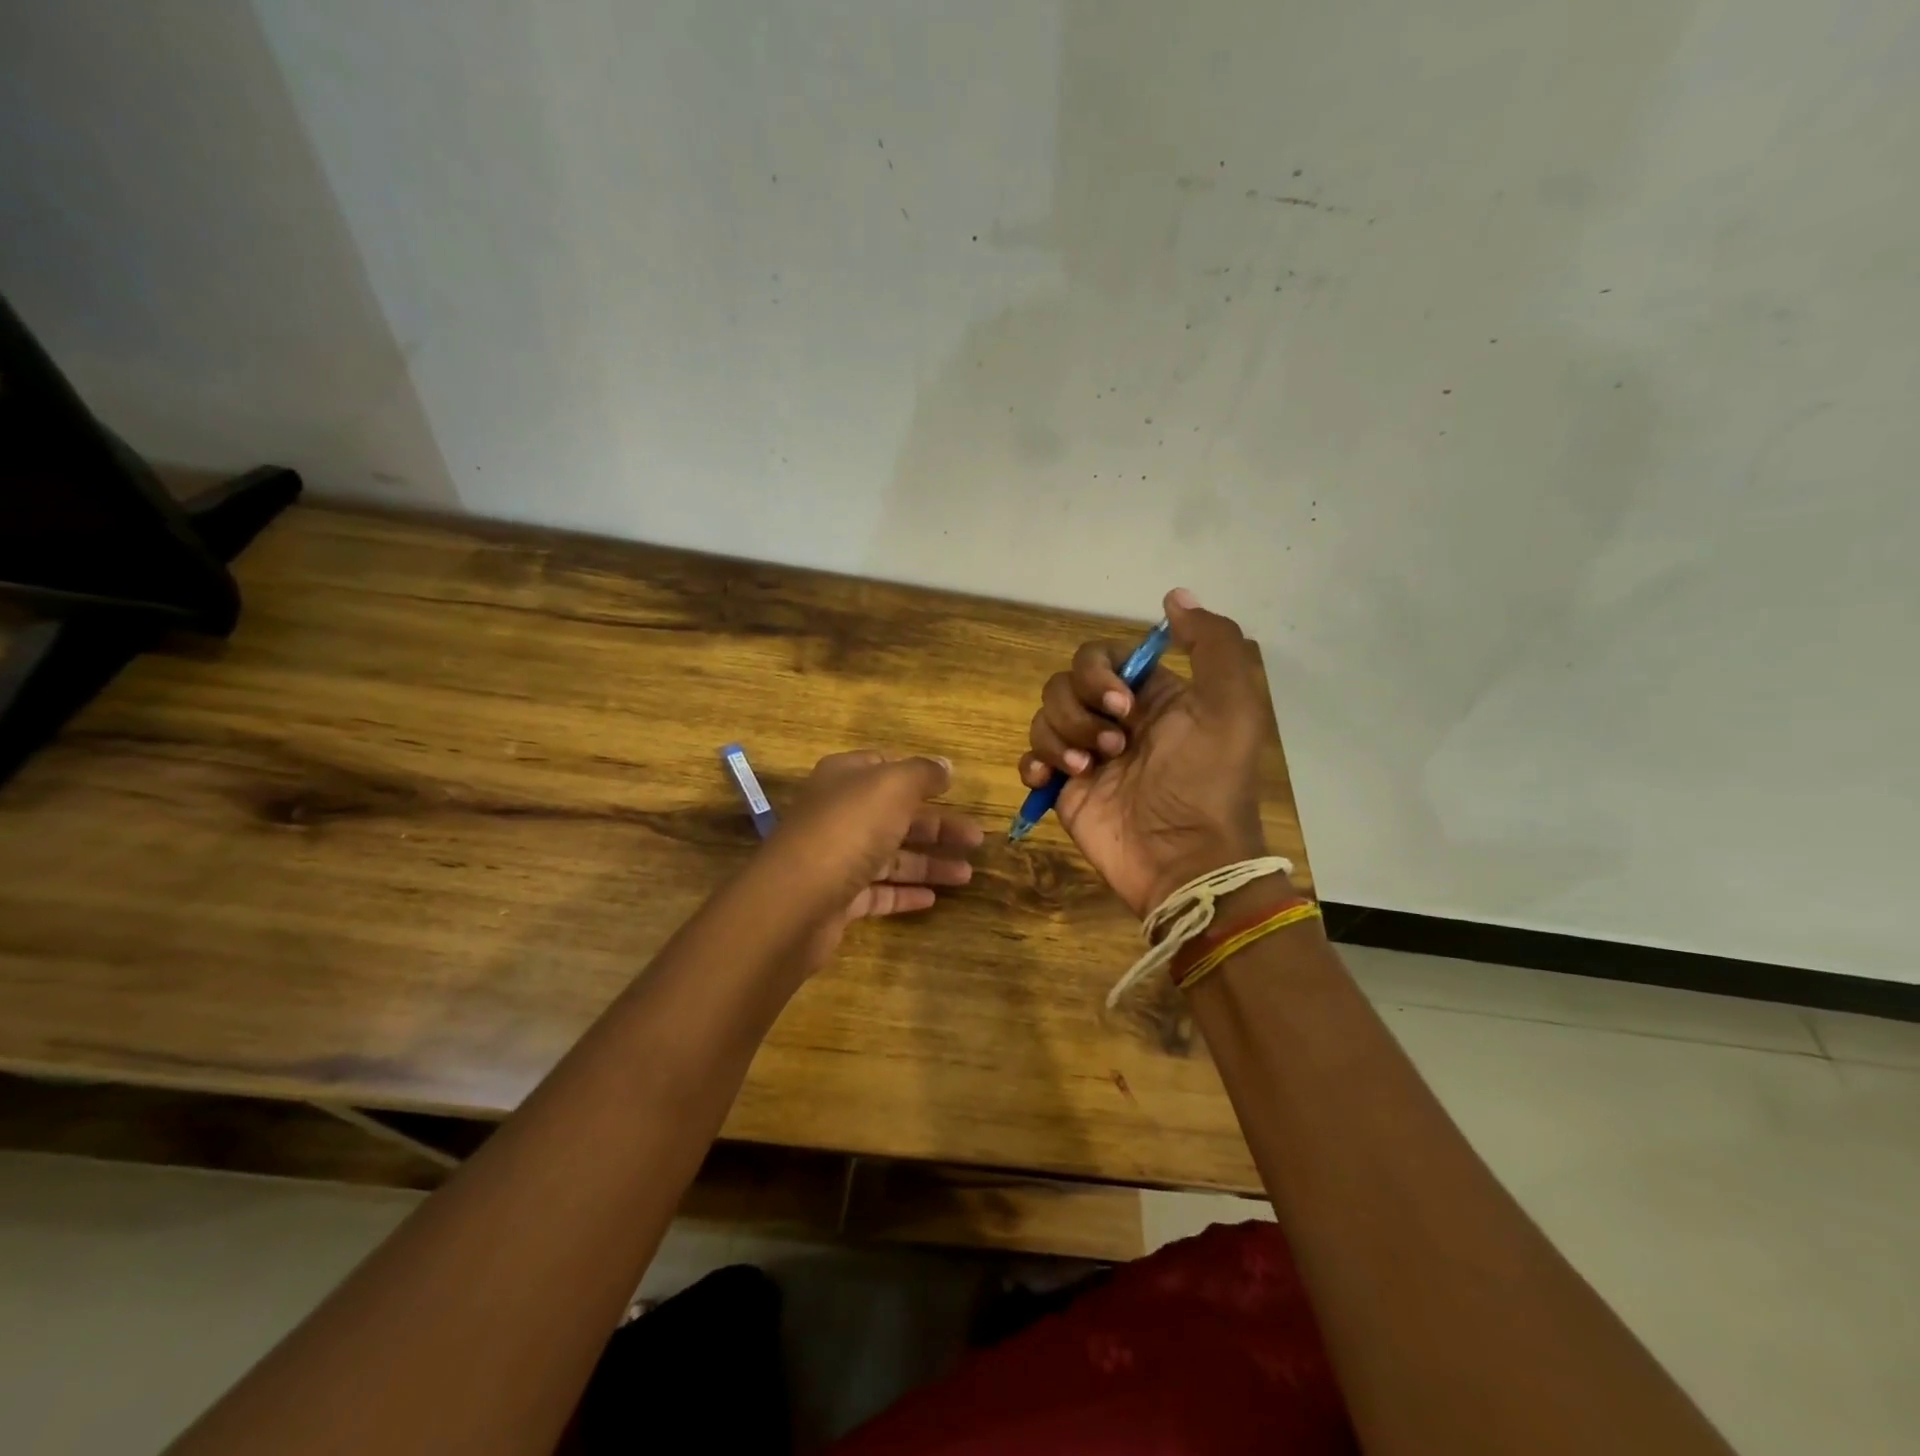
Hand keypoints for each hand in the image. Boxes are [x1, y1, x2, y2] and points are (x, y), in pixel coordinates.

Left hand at [750, 751, 982, 970]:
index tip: (953, 789)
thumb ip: (923, 773)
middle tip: (977, 840)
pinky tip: (934, 899)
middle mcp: (838, 814)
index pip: (884, 767)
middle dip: (937, 826)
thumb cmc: (848, 830)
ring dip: (929, 863)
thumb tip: (945, 766)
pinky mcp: (837, 899)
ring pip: (890, 856)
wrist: (796, 901)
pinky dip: (905, 893)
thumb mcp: (892, 787)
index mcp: (845, 778)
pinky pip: (878, 892)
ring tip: (967, 875)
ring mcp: (836, 858)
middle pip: (895, 815)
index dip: (919, 775)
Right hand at [1018, 589, 1268, 916]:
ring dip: (1060, 737)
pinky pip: (1030, 758)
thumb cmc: (1207, 780)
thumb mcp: (1232, 705)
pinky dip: (1035, 763)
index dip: (1099, 672)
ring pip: (1044, 717)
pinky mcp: (1065, 788)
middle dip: (1080, 710)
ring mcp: (1087, 753)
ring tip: (1088, 769)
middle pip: (1065, 684)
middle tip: (1114, 746)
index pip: (1102, 656)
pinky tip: (1054, 780)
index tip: (1122, 703)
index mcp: (1152, 695)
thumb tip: (1175, 596)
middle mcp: (1116, 718)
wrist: (1184, 859)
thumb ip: (1212, 643)